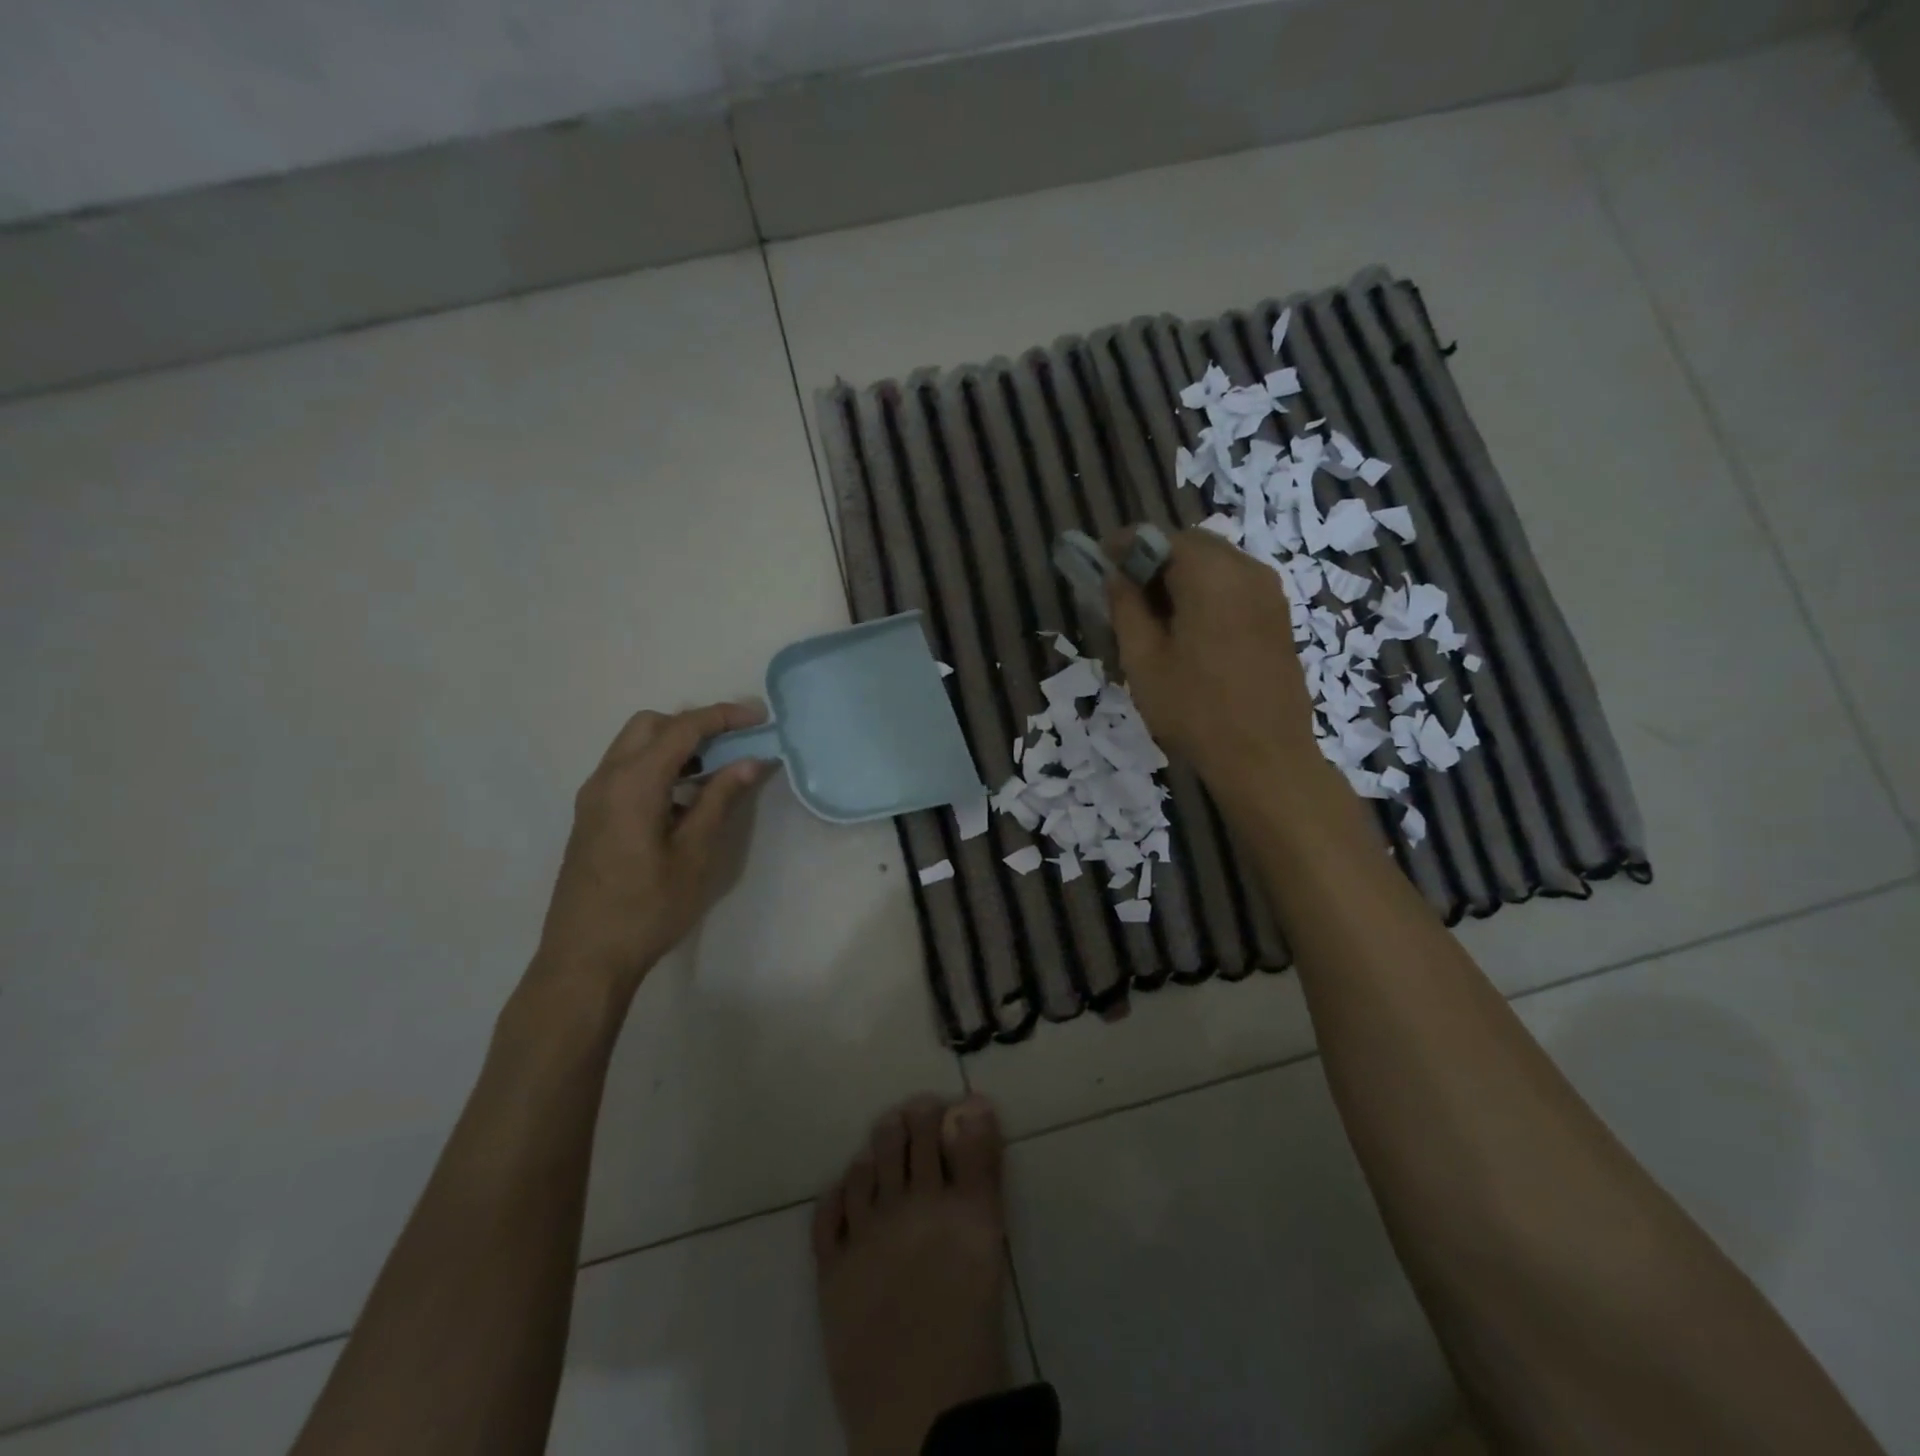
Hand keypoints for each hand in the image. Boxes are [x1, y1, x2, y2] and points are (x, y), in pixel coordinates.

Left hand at [529, 702, 776, 1006]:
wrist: (584, 959)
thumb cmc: (647, 908)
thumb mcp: (694, 854)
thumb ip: (720, 800)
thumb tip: (749, 761)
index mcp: (633, 784)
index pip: (682, 728)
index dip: (724, 716)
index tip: (759, 717)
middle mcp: (606, 779)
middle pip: (650, 725)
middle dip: (694, 724)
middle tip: (733, 744)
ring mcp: (593, 798)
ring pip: (634, 746)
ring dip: (675, 745)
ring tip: (714, 771)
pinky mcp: (591, 816)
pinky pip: (625, 770)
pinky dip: (657, 766)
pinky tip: (683, 799)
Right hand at [1107, 528, 1317, 786]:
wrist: (1264, 756)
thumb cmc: (1194, 709)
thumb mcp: (1143, 660)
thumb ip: (1126, 608)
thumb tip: (1116, 575)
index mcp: (1211, 574)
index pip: (1161, 537)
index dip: (1127, 545)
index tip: (1100, 560)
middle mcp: (1247, 570)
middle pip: (1193, 545)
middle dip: (1156, 558)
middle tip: (1125, 591)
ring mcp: (1270, 593)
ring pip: (1217, 564)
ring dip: (1182, 576)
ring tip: (1154, 614)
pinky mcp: (1279, 617)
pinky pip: (1236, 585)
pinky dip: (1207, 591)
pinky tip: (1189, 628)